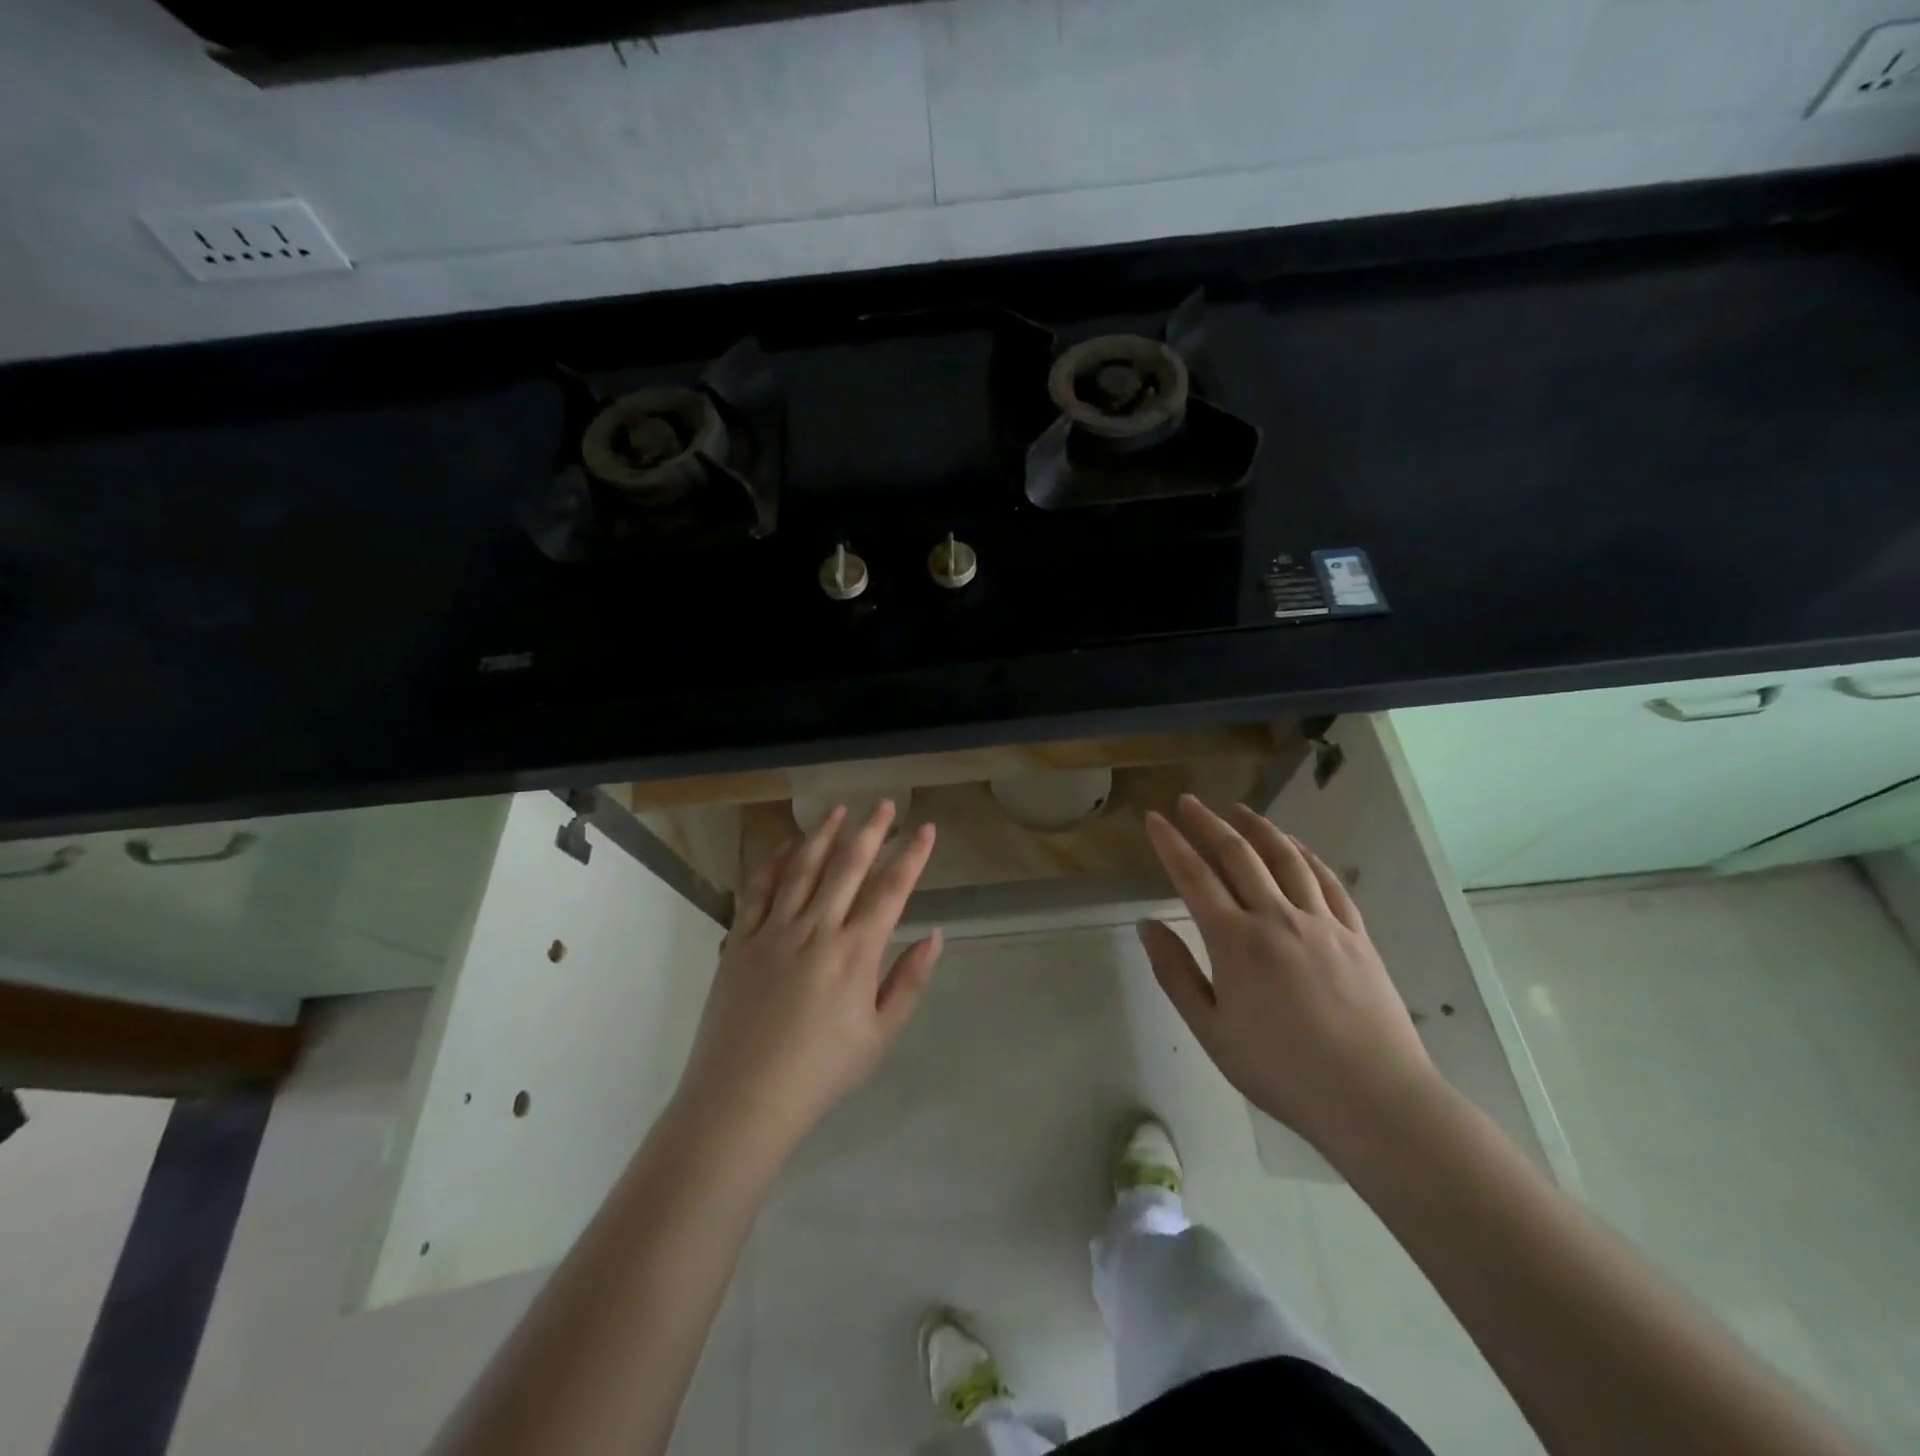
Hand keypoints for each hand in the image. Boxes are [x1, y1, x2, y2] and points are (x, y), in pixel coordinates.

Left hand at [673, 801, 942, 1157]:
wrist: (742, 1100)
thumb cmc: (820, 1073)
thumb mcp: (880, 1036)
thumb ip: (909, 982)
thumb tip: (933, 935)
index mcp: (855, 952)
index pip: (891, 890)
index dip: (911, 855)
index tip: (924, 828)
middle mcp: (816, 929)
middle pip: (848, 867)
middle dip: (870, 830)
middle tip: (884, 802)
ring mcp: (773, 931)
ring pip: (802, 869)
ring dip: (823, 836)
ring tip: (838, 810)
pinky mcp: (739, 941)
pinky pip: (757, 891)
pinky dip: (772, 863)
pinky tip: (784, 847)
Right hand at [1139, 795, 1435, 1154]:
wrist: (1374, 1099)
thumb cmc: (1281, 1071)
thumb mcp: (1211, 1031)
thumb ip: (1175, 973)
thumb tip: (1147, 925)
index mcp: (1236, 941)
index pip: (1193, 877)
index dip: (1170, 843)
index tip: (1153, 818)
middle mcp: (1277, 917)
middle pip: (1238, 854)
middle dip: (1208, 823)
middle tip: (1188, 802)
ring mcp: (1321, 922)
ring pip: (1285, 858)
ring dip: (1258, 827)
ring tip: (1238, 810)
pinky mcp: (1355, 934)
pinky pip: (1327, 880)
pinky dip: (1305, 855)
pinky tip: (1295, 846)